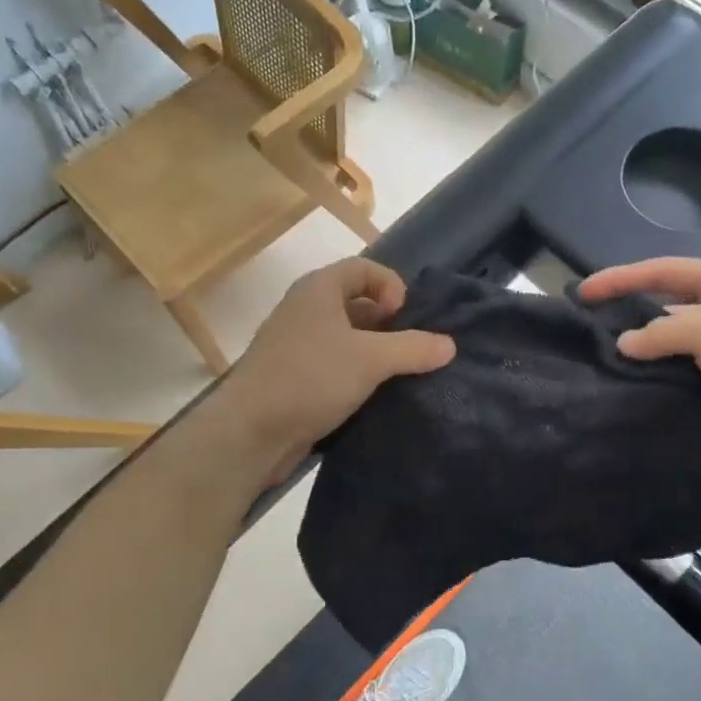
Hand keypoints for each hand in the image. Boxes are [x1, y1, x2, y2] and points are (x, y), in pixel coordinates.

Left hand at [221, 258, 454, 482]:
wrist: (250, 432)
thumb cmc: (310, 378)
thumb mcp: (371, 359)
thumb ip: (413, 348)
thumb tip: (449, 345)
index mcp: (318, 289)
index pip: (364, 268)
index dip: (391, 285)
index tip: (406, 318)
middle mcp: (305, 310)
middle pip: (356, 302)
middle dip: (388, 323)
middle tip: (411, 350)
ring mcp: (296, 346)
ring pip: (346, 339)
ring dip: (374, 353)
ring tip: (399, 376)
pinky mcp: (294, 379)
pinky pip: (333, 366)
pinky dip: (356, 375)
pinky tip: (374, 397)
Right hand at [580, 257, 700, 469]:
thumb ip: (662, 332)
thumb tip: (625, 344)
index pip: (661, 271)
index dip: (620, 279)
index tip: (582, 293)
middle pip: (666, 310)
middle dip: (630, 322)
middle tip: (590, 339)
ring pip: (675, 351)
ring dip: (647, 361)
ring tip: (605, 374)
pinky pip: (688, 382)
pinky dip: (665, 388)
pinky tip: (637, 398)